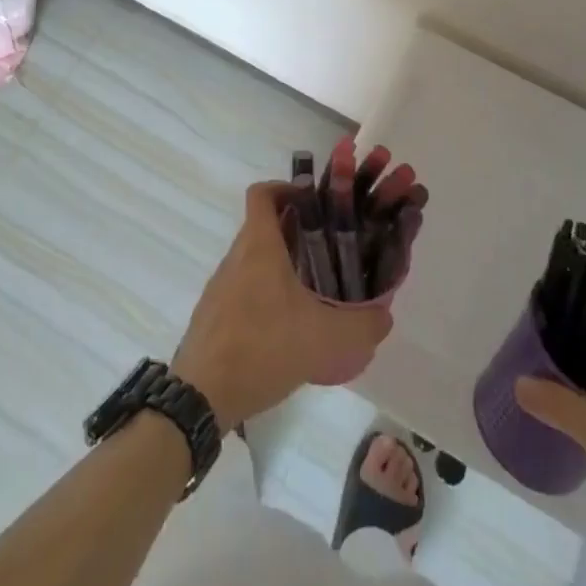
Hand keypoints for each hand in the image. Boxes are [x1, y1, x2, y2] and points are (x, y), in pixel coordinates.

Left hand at [171, 182, 392, 427]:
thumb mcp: (324, 339)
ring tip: (312, 290)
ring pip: (253, 259)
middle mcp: (236, 257)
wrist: (201, 397)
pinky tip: (285, 327)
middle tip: (327, 248)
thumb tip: (384, 315)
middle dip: (294, 230)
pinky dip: (264, 293)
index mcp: (259, 245)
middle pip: (262, 226)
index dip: (286, 188)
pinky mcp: (213, 314)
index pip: (262, 193)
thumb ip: (361, 326)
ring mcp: (220, 285)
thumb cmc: (263, 349)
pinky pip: (242, 288)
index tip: (313, 202)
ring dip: (279, 264)